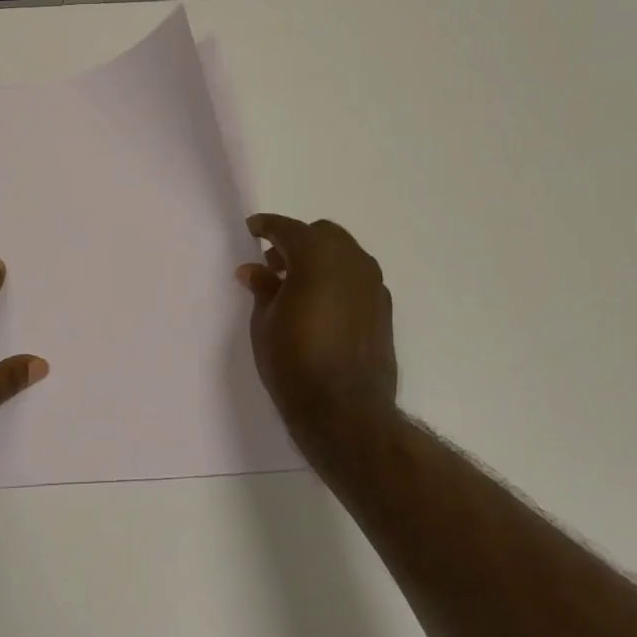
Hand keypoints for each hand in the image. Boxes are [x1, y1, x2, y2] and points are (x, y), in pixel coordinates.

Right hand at [237, 214, 398, 465]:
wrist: (344, 409)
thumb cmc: (293, 360)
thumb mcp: (264, 321)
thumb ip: (262, 287)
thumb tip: (254, 270)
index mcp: (317, 255)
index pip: (287, 229)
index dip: (266, 226)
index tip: (252, 229)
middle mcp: (351, 261)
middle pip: (321, 235)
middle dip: (297, 242)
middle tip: (273, 264)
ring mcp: (373, 284)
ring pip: (343, 254)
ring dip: (320, 260)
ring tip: (296, 286)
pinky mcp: (384, 308)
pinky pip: (356, 279)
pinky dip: (337, 279)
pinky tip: (321, 305)